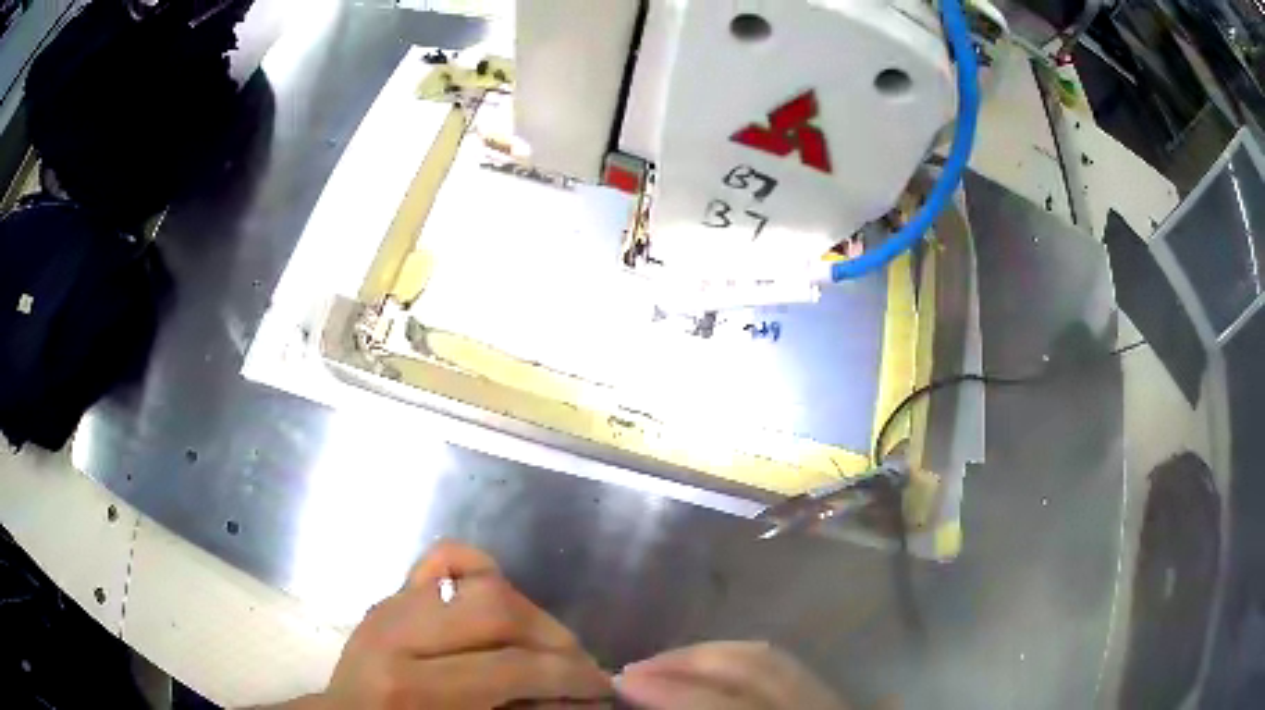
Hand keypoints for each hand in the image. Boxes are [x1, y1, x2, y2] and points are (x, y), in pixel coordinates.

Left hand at [291, 541, 611, 708]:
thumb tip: (578, 699)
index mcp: (412, 687)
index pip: (511, 667)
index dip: (568, 677)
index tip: (601, 689)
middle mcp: (396, 635)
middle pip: (497, 608)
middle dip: (554, 638)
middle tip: (579, 665)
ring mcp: (389, 606)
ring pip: (478, 581)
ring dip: (530, 612)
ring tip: (550, 643)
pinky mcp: (390, 596)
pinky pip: (441, 558)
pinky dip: (480, 567)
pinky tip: (502, 600)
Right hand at [617, 642, 850, 709]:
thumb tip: (651, 709)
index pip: (721, 705)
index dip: (668, 689)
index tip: (621, 682)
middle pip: (749, 666)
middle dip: (685, 660)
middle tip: (636, 669)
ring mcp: (828, 700)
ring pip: (768, 656)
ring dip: (711, 654)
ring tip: (667, 663)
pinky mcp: (830, 697)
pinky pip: (782, 664)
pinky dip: (740, 659)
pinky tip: (713, 669)